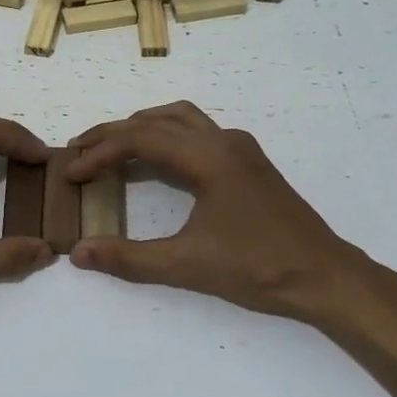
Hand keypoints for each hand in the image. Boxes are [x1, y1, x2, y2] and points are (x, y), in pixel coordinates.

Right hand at [64, 102, 394, 326]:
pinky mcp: (250, 163)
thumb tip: (78, 252)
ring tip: (112, 148)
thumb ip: (129, 258)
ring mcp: (241, 149)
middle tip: (79, 151)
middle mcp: (224, 141)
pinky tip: (159, 163)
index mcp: (209, 157)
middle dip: (114, 134)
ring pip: (181, 119)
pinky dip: (167, 137)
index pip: (141, 139)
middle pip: (157, 121)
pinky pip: (198, 133)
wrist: (326, 277)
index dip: (100, 152)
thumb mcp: (187, 266)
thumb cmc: (258, 268)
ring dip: (142, 128)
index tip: (71, 172)